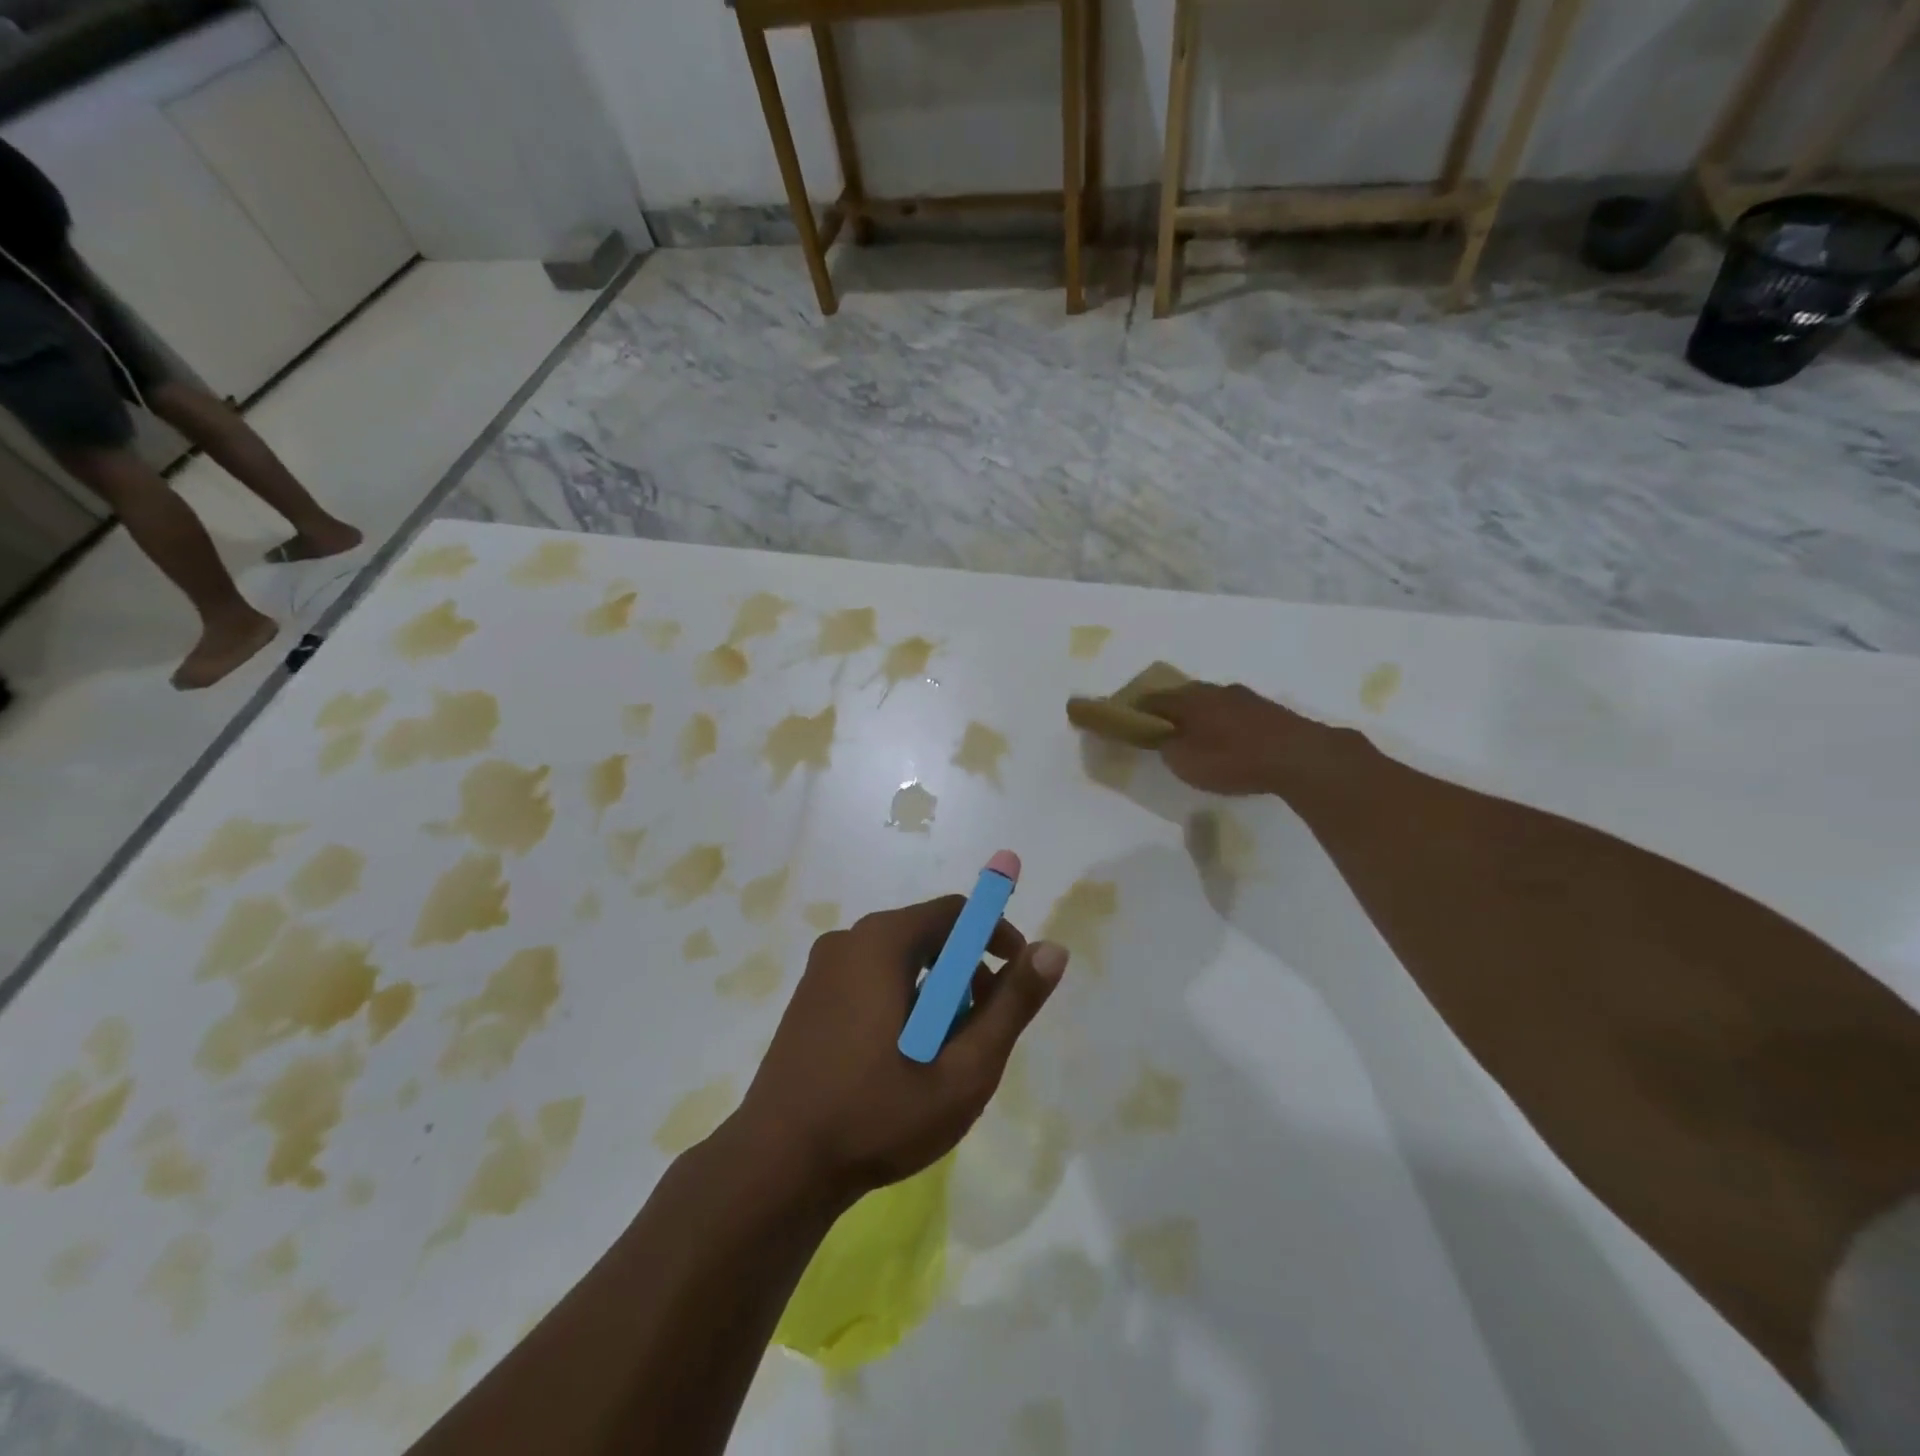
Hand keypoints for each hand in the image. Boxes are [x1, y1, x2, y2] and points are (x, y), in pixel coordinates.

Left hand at [729, 897, 1067, 1207]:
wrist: (776, 1167)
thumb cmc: (877, 1115)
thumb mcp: (963, 1069)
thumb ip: (1012, 1005)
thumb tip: (1053, 950)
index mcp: (882, 942)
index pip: (955, 912)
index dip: (996, 937)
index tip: (1017, 981)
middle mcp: (848, 941)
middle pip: (927, 935)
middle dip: (966, 974)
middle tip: (983, 1031)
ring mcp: (822, 970)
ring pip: (899, 961)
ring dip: (935, 994)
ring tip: (943, 1055)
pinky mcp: (809, 999)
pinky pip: (870, 980)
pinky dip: (901, 1003)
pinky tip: (901, 1060)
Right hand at [1141, 681, 1347, 795]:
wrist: (1298, 756)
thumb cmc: (1233, 759)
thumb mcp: (1185, 762)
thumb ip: (1167, 747)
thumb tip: (1163, 738)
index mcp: (1188, 699)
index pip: (1151, 700)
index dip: (1136, 711)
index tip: (1128, 724)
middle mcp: (1213, 690)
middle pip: (1182, 697)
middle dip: (1169, 712)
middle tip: (1161, 732)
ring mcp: (1243, 697)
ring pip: (1210, 703)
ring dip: (1199, 717)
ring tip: (1196, 738)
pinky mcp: (1267, 709)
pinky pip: (1233, 713)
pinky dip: (1223, 724)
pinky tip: (1228, 741)